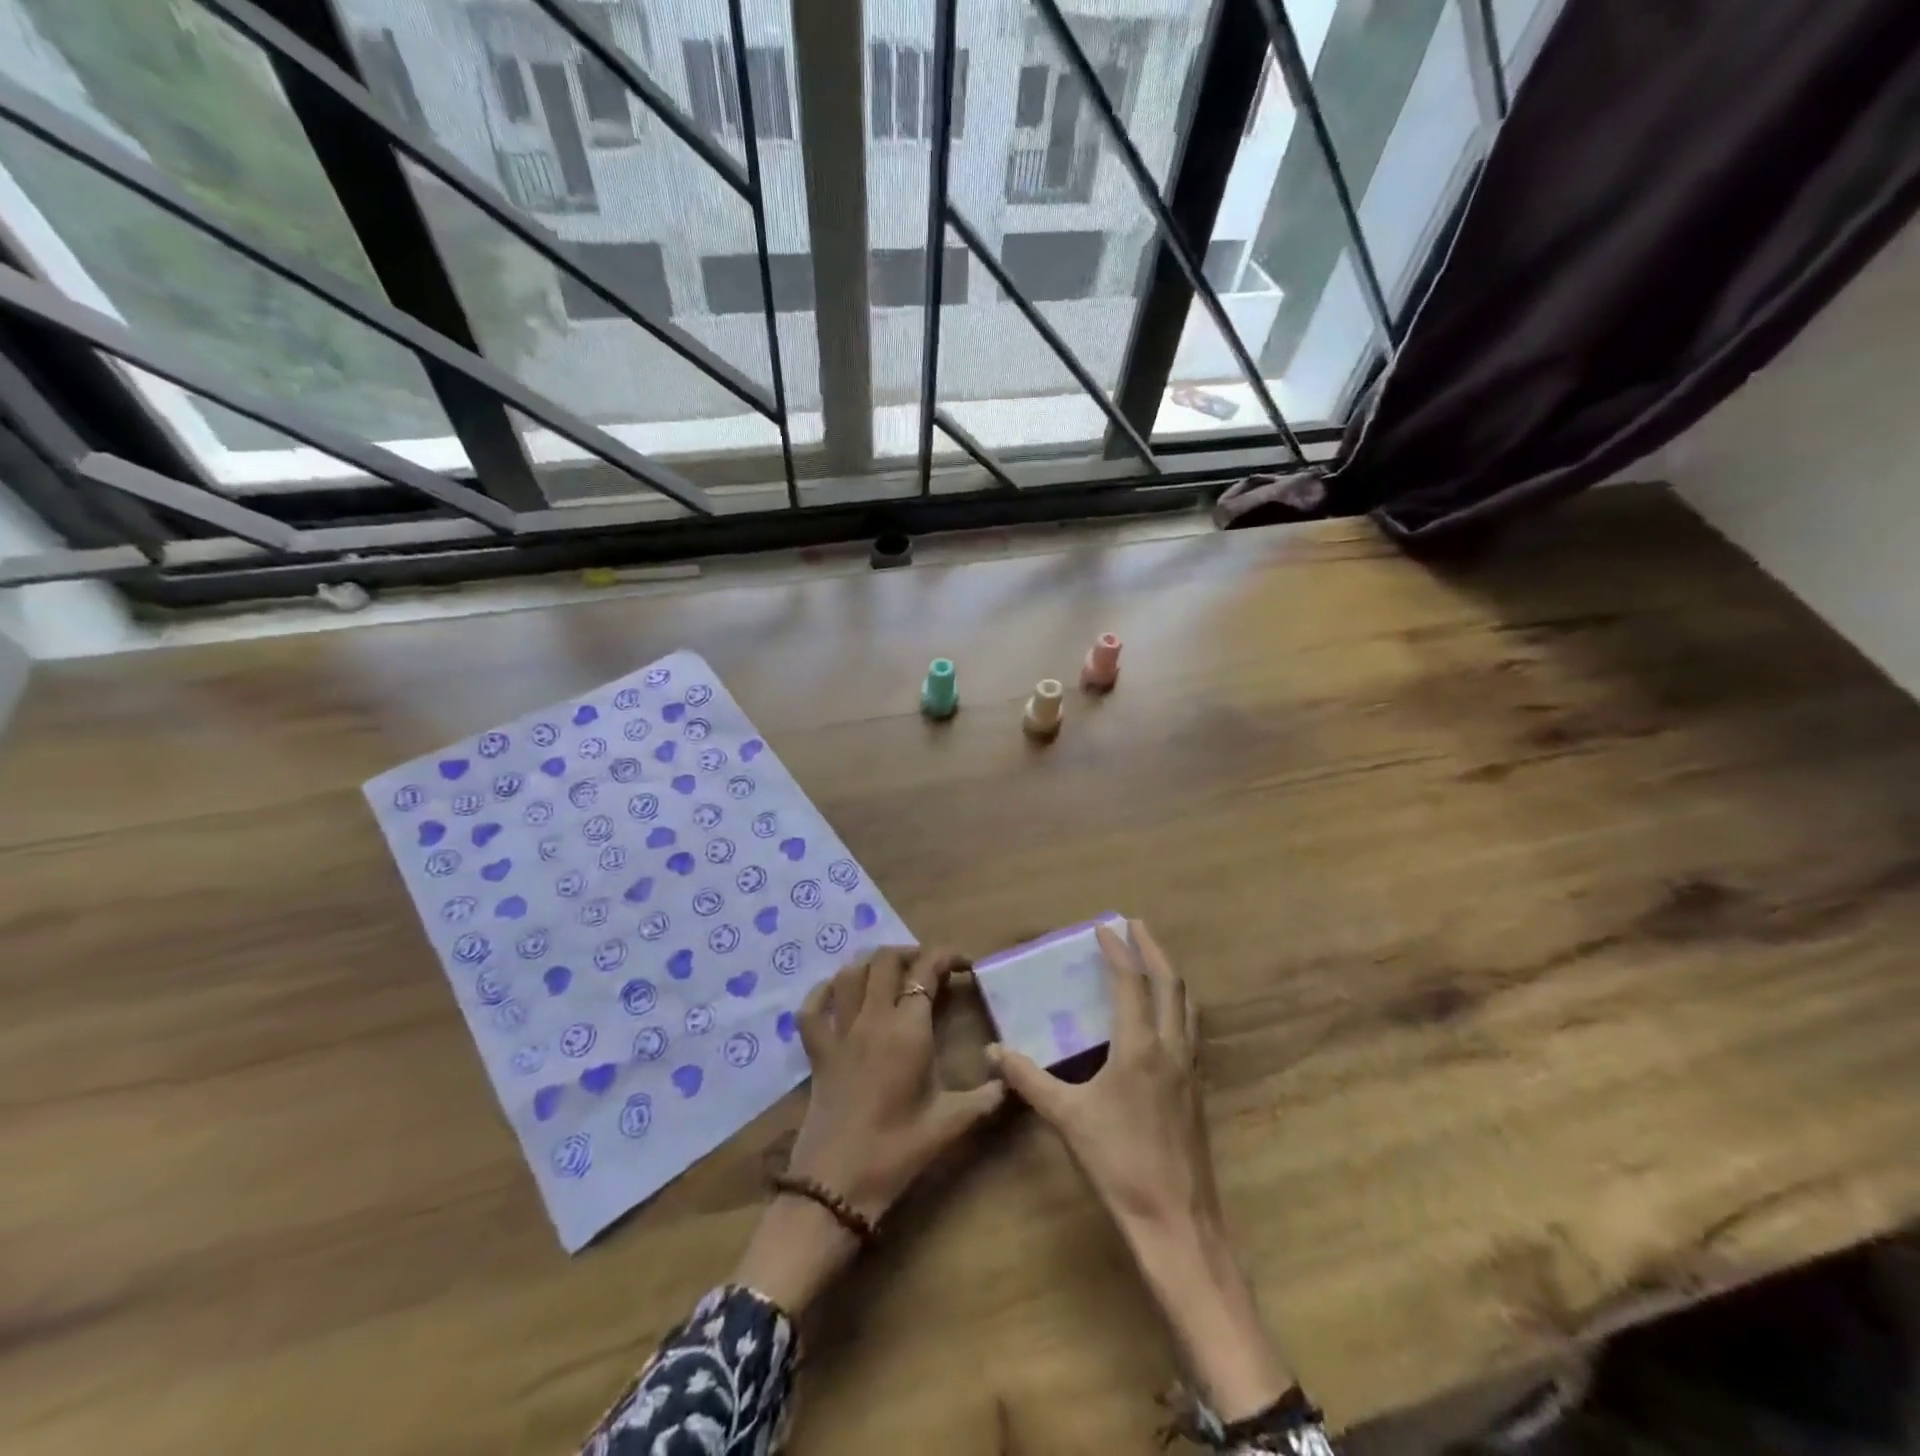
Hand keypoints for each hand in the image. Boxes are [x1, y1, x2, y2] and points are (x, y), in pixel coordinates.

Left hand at [733, 946, 1004, 1313]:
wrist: (837, 1186)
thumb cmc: (898, 1151)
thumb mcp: (951, 1123)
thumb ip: (987, 1097)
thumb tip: (1013, 1078)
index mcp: (908, 1030)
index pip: (926, 971)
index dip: (947, 956)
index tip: (964, 965)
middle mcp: (872, 1019)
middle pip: (885, 960)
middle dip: (911, 953)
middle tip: (929, 969)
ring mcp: (839, 1033)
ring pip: (849, 974)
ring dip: (871, 964)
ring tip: (891, 973)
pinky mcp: (816, 1052)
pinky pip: (812, 1009)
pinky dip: (823, 992)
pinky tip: (837, 994)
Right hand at [990, 921, 1217, 1234]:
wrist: (1177, 1222)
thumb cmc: (1119, 1164)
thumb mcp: (1066, 1118)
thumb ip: (1028, 1080)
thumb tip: (992, 1052)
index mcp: (1140, 1048)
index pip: (1131, 983)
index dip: (1118, 951)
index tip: (1104, 927)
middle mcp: (1171, 1049)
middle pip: (1170, 984)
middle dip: (1153, 949)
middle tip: (1135, 925)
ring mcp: (1190, 1070)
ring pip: (1186, 1006)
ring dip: (1169, 975)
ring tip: (1153, 960)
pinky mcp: (1197, 1092)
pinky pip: (1190, 1031)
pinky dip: (1177, 1007)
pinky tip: (1164, 1019)